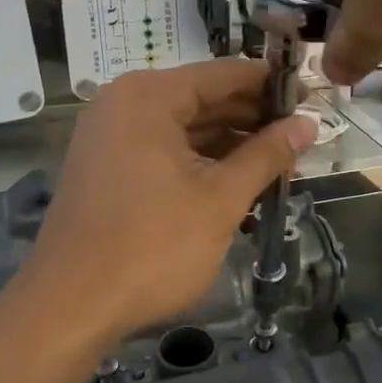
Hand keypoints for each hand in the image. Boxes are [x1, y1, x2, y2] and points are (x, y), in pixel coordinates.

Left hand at [22, 60, 317, 343]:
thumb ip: (267, 155)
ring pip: (185, 128)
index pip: (224, 74)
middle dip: (254, 119)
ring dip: (231, 145)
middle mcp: (124, 104)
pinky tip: (238, 182)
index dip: (271, 85)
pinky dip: (201, 162)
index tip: (311, 97)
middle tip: (302, 138)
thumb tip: (309, 124)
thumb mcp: (221, 199)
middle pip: (203, 99)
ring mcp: (111, 136)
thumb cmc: (152, 246)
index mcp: (149, 97)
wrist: (70, 308)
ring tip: (279, 164)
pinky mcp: (107, 167)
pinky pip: (164, 150)